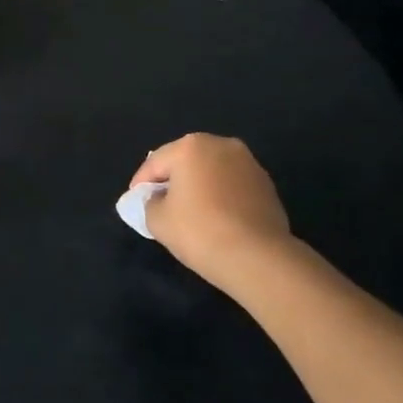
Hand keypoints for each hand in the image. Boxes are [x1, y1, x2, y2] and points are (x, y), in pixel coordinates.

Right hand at [132, 134, 295, 295]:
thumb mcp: (157, 220)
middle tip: (161, 205)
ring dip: (199, 187)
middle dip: (172, 180)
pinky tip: (217, 219)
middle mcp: (221, 145)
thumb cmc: (199, 231)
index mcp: (190, 147)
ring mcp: (249, 163)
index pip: (155, 163)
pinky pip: (232, 186)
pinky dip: (221, 196)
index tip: (135, 202)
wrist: (257, 258)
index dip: (141, 184)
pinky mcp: (267, 184)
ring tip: (191, 213)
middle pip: (185, 161)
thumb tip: (157, 199)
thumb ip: (149, 203)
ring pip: (212, 172)